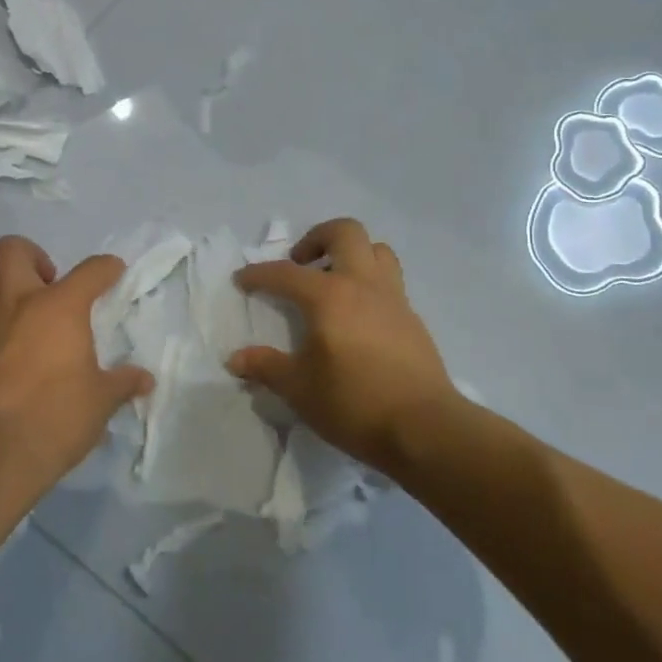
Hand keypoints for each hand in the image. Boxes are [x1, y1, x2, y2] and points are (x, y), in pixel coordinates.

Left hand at [0, 236, 153, 499]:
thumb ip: (122, 383)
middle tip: (49, 282)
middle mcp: (17, 304)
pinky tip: (2, 352)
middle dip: (32, 255)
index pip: (90, 271)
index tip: (113, 271)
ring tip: (21, 307)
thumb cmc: (56, 418)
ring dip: (2, 282)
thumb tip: (144, 380)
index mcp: (59, 307)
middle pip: (12, 250)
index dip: (106, 267)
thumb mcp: (101, 401)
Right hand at [228, 218, 467, 476]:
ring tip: (333, 280)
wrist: (424, 429)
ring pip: (376, 250)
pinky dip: (369, 284)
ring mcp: (393, 299)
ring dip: (352, 254)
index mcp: (329, 296)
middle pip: (345, 233)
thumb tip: (236, 359)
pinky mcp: (412, 319)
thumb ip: (266, 367)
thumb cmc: (354, 403)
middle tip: (300, 262)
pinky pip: (390, 282)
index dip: (258, 274)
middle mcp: (362, 285)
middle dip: (317, 238)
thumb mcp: (298, 389)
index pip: (285, 274)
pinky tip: (357, 317)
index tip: (241, 280)